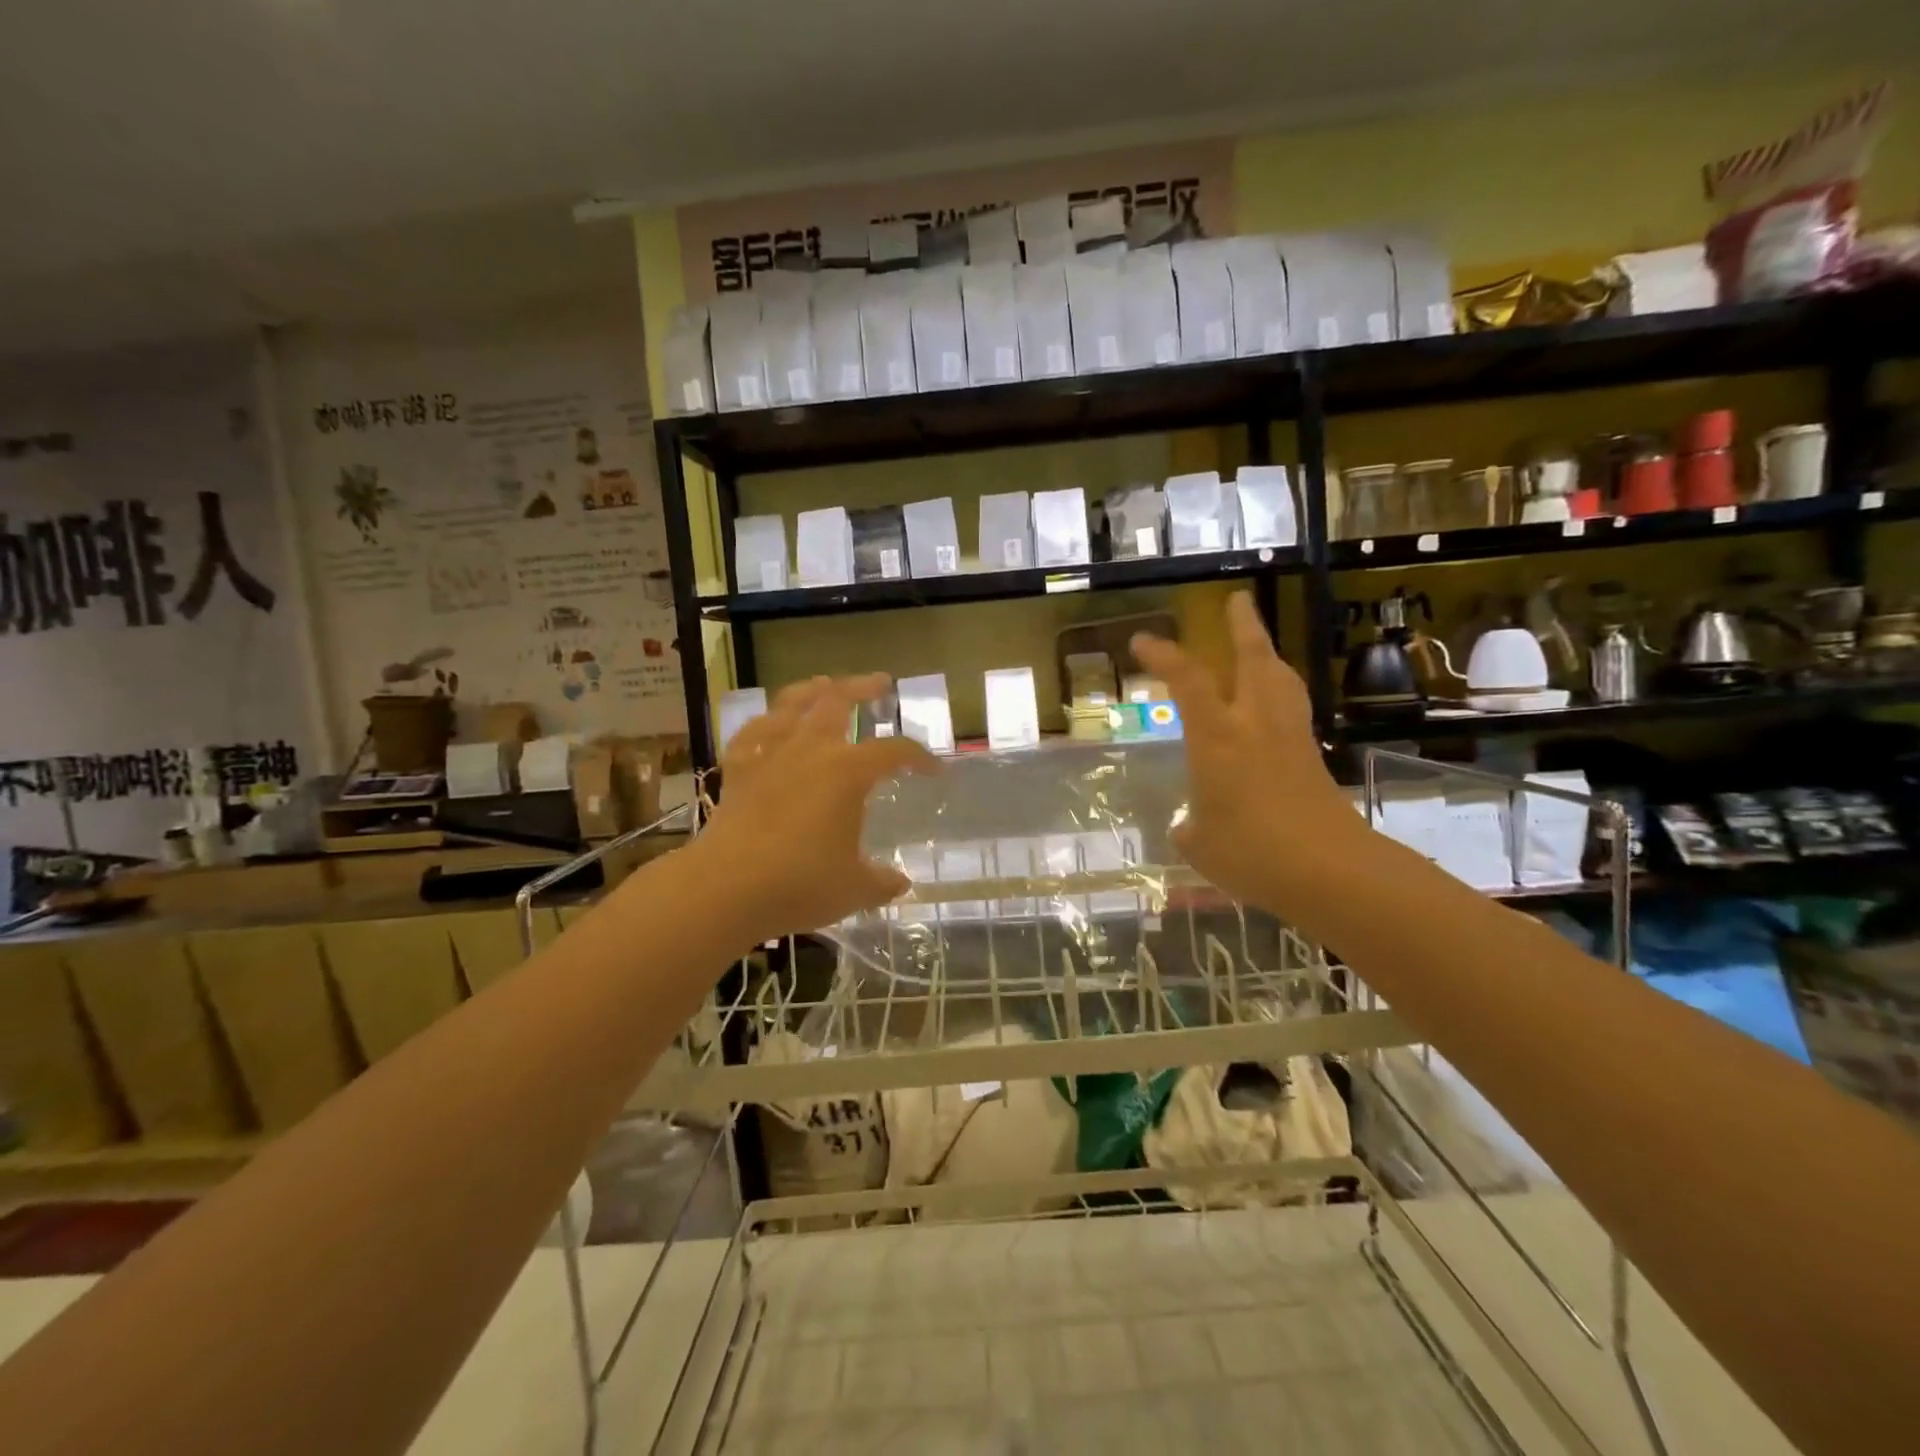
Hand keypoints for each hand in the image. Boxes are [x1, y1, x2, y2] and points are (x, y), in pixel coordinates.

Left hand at [693, 674, 939, 945]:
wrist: (726, 888)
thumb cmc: (800, 883)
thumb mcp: (854, 888)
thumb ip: (882, 882)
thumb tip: (900, 883)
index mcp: (848, 772)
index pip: (894, 752)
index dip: (919, 757)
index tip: (933, 770)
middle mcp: (810, 750)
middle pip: (838, 701)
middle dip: (863, 688)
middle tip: (880, 683)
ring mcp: (770, 755)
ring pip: (791, 704)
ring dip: (812, 689)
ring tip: (824, 683)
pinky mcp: (738, 770)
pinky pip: (751, 734)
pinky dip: (764, 723)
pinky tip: (770, 723)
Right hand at [1131, 593, 1354, 911]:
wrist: (1328, 870)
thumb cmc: (1251, 852)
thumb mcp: (1199, 844)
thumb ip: (1191, 827)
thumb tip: (1191, 825)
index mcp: (1218, 737)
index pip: (1188, 681)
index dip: (1164, 656)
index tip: (1143, 641)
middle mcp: (1255, 725)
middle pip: (1255, 659)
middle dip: (1244, 626)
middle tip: (1238, 600)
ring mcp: (1290, 739)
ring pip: (1282, 680)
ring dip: (1269, 654)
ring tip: (1260, 645)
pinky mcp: (1313, 758)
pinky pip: (1295, 710)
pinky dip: (1283, 694)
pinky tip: (1275, 709)